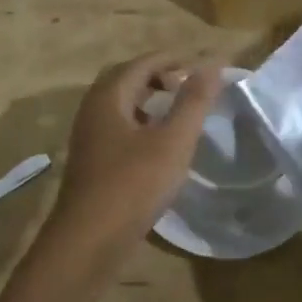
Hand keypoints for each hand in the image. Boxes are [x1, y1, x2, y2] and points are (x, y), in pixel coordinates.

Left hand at [48, 52, 221, 257]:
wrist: (89, 241)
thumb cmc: (133, 184)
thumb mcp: (172, 141)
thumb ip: (193, 101)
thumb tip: (212, 63)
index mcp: (108, 97)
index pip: (142, 63)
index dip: (173, 60)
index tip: (202, 66)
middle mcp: (92, 111)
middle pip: (126, 80)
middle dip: (158, 76)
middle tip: (188, 85)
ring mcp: (88, 138)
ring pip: (120, 106)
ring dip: (148, 100)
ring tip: (177, 112)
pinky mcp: (91, 163)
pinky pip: (117, 128)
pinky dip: (140, 124)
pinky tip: (158, 145)